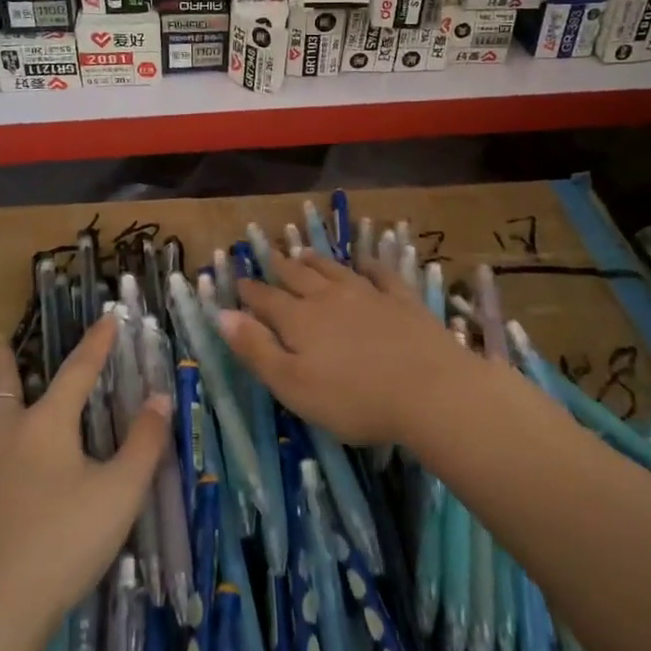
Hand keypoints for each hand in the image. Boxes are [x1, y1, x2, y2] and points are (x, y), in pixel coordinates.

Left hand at [0, 317, 168, 650]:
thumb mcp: (120, 494)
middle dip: (2, 358)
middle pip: (1, 384)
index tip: (107, 317)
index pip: (78, 372)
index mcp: (48, 426)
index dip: (96, 344)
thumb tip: (160, 397)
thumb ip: (144, 443)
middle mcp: (2, 433)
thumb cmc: (62, 546)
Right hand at [217, 251, 484, 445]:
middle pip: (299, 277)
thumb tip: (221, 314)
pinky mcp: (402, 301)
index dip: (250, 291)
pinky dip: (369, 265)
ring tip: (303, 251)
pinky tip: (365, 261)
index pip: (266, 300)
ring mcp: (369, 295)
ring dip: (317, 261)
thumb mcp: (292, 385)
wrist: (429, 390)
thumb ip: (256, 349)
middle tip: (270, 256)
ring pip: (335, 271)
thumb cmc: (353, 399)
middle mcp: (330, 298)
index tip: (238, 279)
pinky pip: (381, 274)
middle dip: (280, 267)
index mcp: (300, 320)